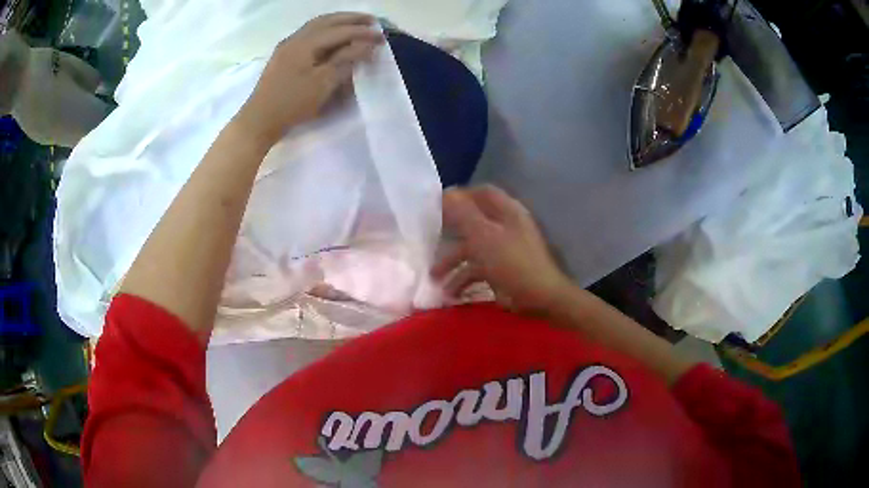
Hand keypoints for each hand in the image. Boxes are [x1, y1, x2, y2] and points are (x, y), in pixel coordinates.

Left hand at [234, 13, 383, 146]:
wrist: (259, 120)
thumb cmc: (292, 103)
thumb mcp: (323, 83)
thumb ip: (345, 60)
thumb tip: (366, 45)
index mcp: (305, 43)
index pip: (339, 31)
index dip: (362, 32)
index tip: (382, 36)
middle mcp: (295, 38)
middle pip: (326, 21)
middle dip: (351, 19)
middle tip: (372, 21)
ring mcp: (287, 46)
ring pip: (316, 25)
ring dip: (338, 21)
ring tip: (355, 23)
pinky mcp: (284, 56)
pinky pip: (308, 34)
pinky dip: (325, 30)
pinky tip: (332, 35)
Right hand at [432, 185, 573, 314]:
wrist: (539, 297)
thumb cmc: (511, 262)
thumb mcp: (483, 236)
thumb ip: (463, 214)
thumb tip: (446, 192)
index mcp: (507, 211)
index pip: (482, 193)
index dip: (461, 196)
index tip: (438, 204)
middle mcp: (506, 226)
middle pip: (474, 222)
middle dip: (450, 233)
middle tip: (430, 239)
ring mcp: (505, 249)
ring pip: (473, 249)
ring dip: (453, 262)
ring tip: (435, 278)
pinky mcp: (503, 270)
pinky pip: (479, 269)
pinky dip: (464, 279)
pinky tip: (451, 293)